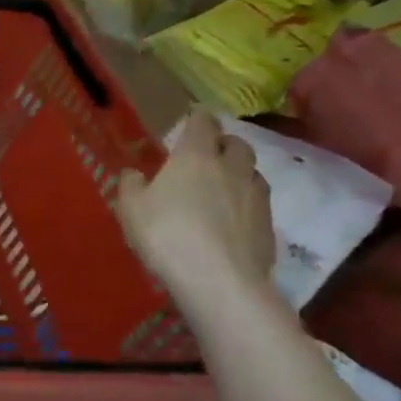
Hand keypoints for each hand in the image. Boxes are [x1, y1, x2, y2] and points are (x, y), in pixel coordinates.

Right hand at [117, 109, 275, 309]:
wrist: (219, 282)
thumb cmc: (167, 234)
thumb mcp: (131, 208)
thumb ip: (132, 185)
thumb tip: (135, 174)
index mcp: (196, 156)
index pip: (203, 123)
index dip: (198, 118)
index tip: (192, 119)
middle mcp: (231, 169)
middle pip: (237, 144)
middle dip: (224, 144)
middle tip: (207, 156)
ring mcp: (256, 198)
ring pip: (253, 173)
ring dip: (239, 174)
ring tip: (221, 189)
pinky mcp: (269, 227)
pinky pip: (258, 205)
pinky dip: (246, 205)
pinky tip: (231, 222)